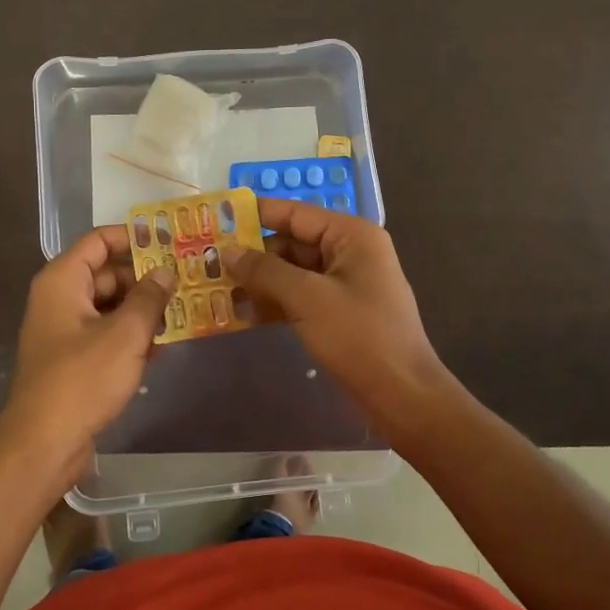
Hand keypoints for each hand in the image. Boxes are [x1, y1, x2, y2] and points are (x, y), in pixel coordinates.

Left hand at [0, 226, 175, 481]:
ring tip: (184, 309)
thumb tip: (166, 271)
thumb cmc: (82, 379)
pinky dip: (131, 334)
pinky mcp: (74, 359)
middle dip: (145, 277)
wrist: (44, 444)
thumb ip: (149, 297)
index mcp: (62, 281)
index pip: (98, 241)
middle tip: (187, 279)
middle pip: (107, 273)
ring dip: (142, 308)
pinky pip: (106, 333)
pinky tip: (164, 343)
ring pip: (110, 305)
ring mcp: (65, 331)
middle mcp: (60, 299)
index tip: (170, 241)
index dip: (133, 237)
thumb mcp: (125, 334)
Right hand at [230, 199, 453, 428]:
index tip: (216, 219)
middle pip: (291, 242)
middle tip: (207, 262)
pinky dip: (275, 303)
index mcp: (351, 236)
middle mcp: (350, 252)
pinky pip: (300, 297)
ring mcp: (346, 284)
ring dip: (259, 281)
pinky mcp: (340, 313)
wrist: (403, 396)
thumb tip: (228, 251)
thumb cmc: (359, 337)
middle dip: (252, 254)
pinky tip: (243, 314)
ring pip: (293, 272)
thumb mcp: (308, 299)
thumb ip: (265, 271)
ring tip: (215, 289)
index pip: (295, 213)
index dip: (255, 215)